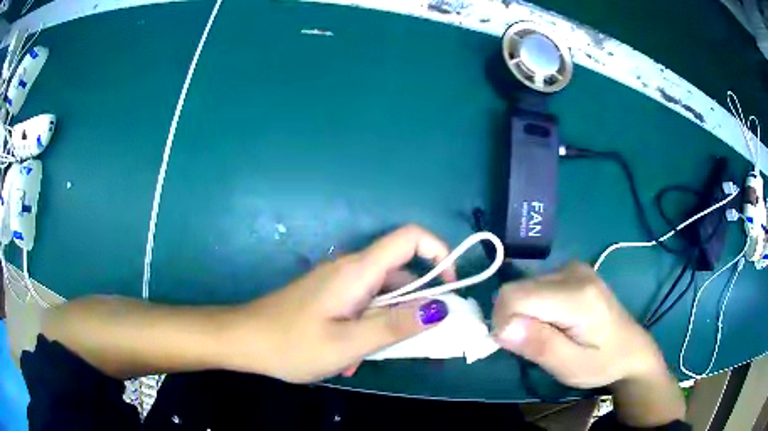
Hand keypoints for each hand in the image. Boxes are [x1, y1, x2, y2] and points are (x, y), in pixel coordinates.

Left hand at [225, 225, 456, 382]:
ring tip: (374, 357)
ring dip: (389, 323)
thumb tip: (441, 307)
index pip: (410, 237)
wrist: (243, 340)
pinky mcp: (328, 296)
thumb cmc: (292, 343)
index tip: (449, 287)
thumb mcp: (348, 343)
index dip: (438, 252)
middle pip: (400, 272)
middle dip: (416, 304)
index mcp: (358, 271)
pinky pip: (362, 305)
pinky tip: (353, 356)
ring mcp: (337, 282)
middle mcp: (350, 269)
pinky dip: (368, 326)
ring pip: (381, 294)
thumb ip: (395, 325)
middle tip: (417, 341)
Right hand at [491, 263, 665, 388]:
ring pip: (523, 287)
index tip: (516, 347)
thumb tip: (501, 328)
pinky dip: (533, 306)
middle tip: (535, 345)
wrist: (631, 348)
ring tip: (548, 335)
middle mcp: (572, 271)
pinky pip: (535, 285)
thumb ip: (539, 345)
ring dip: (523, 314)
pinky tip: (553, 321)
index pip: (515, 296)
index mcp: (576, 295)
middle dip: (514, 320)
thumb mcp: (570, 367)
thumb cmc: (602, 363)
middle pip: (517, 289)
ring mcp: (573, 267)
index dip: (503, 323)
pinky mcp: (572, 270)